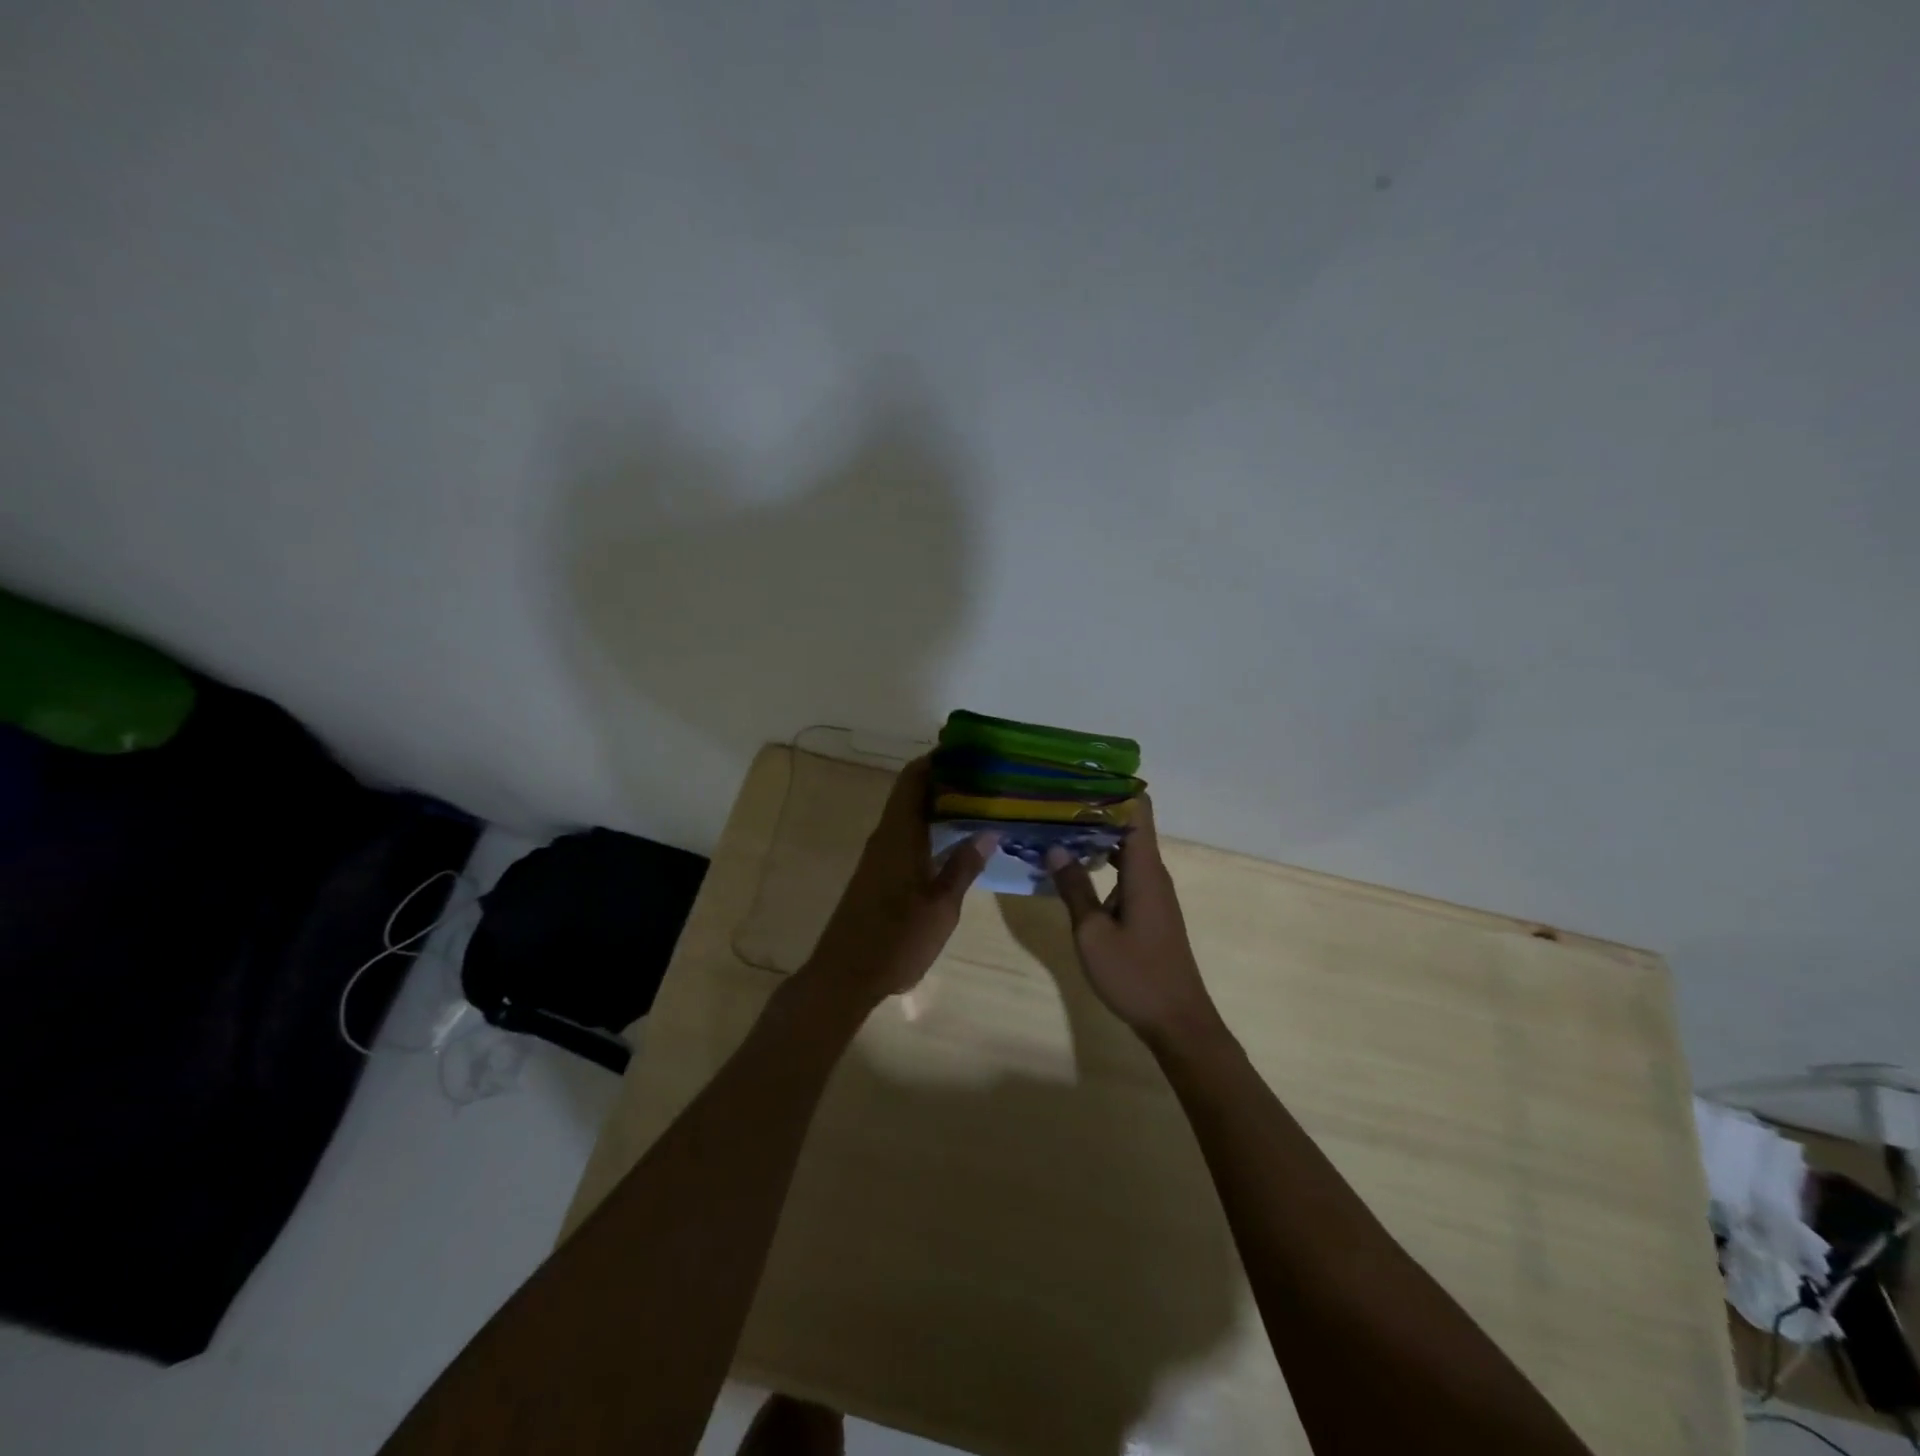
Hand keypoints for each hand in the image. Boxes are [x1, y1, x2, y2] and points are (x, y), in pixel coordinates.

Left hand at [805, 757, 995, 1002]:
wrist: (845, 975)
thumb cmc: (897, 939)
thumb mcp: (942, 906)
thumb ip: (963, 866)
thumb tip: (988, 831)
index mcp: (899, 835)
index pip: (914, 779)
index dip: (937, 759)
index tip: (967, 749)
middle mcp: (886, 837)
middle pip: (911, 792)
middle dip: (944, 779)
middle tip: (984, 776)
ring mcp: (879, 856)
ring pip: (909, 814)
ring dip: (937, 803)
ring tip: (977, 801)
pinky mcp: (878, 874)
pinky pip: (906, 834)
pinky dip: (929, 826)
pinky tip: (953, 839)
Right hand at [1046, 796, 1220, 1042]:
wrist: (1177, 1021)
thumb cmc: (1135, 974)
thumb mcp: (1092, 932)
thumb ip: (1074, 887)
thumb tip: (1054, 847)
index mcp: (1144, 869)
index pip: (1137, 809)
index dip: (1113, 787)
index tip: (1078, 776)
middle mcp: (1153, 872)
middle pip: (1129, 824)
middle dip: (1094, 808)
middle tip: (1053, 799)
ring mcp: (1153, 891)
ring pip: (1125, 847)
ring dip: (1095, 835)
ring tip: (1056, 824)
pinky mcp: (1149, 908)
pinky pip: (1126, 869)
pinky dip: (1101, 859)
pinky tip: (1074, 866)